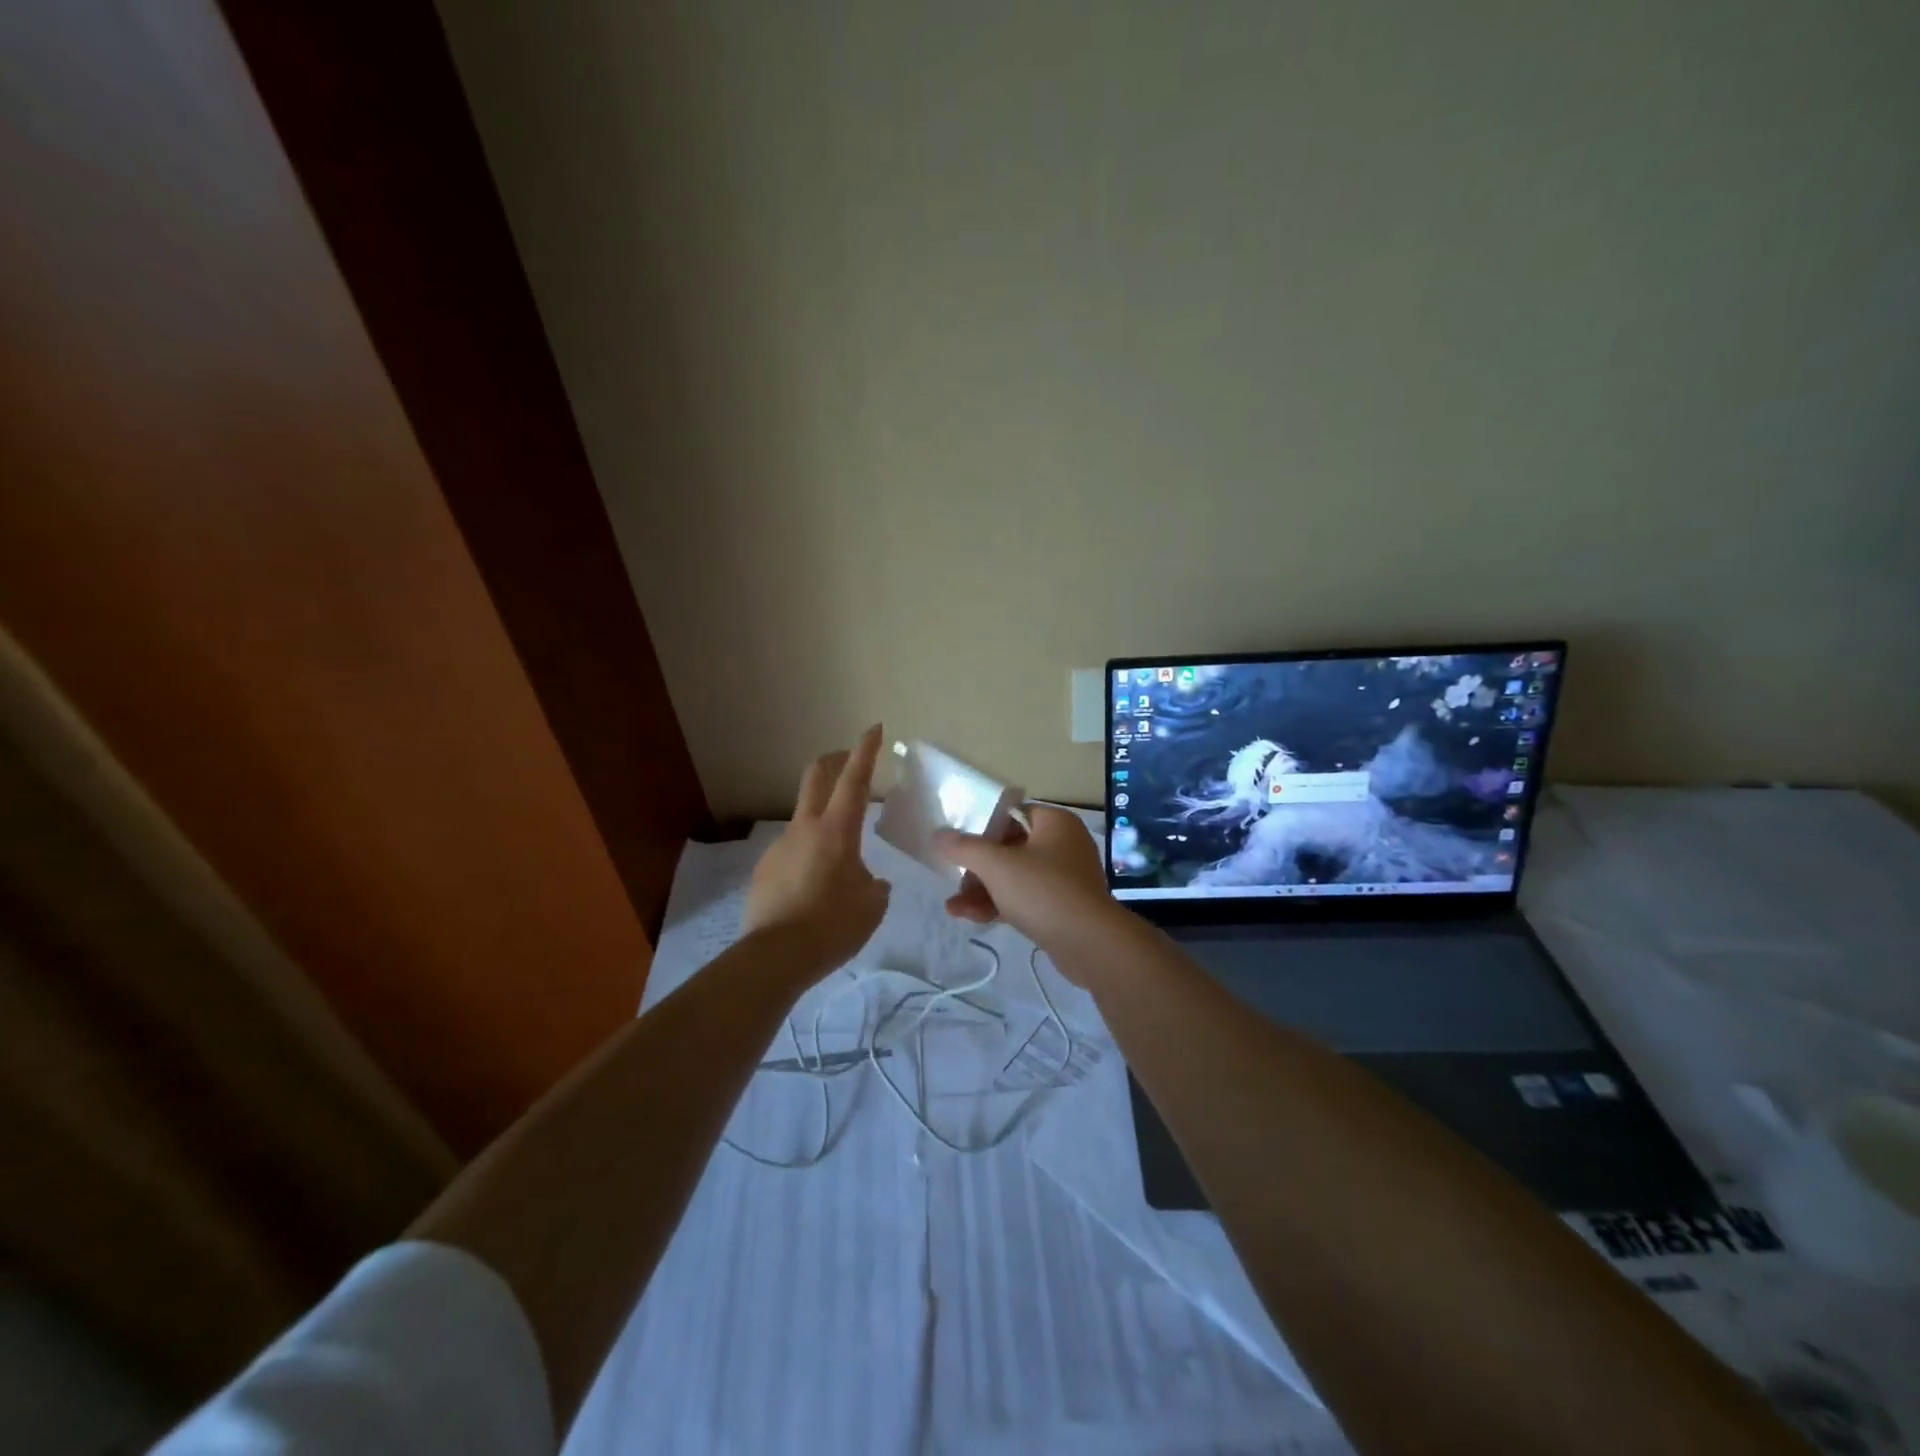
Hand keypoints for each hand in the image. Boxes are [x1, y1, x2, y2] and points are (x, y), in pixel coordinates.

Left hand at [744, 725, 890, 977]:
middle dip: (834, 761)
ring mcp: (779, 847)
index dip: (865, 751)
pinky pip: (792, 852)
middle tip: (849, 762)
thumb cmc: (832, 926)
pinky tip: (815, 890)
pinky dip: (808, 857)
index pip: (853, 780)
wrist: (774, 958)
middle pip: (815, 777)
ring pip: (804, 819)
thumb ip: (875, 886)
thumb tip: (869, 882)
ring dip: (823, 822)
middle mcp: (804, 829)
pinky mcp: (764, 870)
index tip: (873, 729)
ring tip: (840, 862)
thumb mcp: (871, 906)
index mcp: (836, 831)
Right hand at [934, 806, 1120, 977]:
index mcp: (1055, 822)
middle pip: (1010, 848)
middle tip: (955, 882)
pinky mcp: (1063, 907)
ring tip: (954, 908)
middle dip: (977, 869)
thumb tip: (939, 835)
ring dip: (983, 891)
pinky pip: (1026, 898)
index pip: (1013, 814)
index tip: (959, 845)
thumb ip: (964, 848)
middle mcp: (1064, 844)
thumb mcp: (996, 865)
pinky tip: (972, 919)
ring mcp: (1066, 877)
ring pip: (1015, 877)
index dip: (983, 827)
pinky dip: (1001, 905)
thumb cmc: (1043, 890)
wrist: (1089, 944)